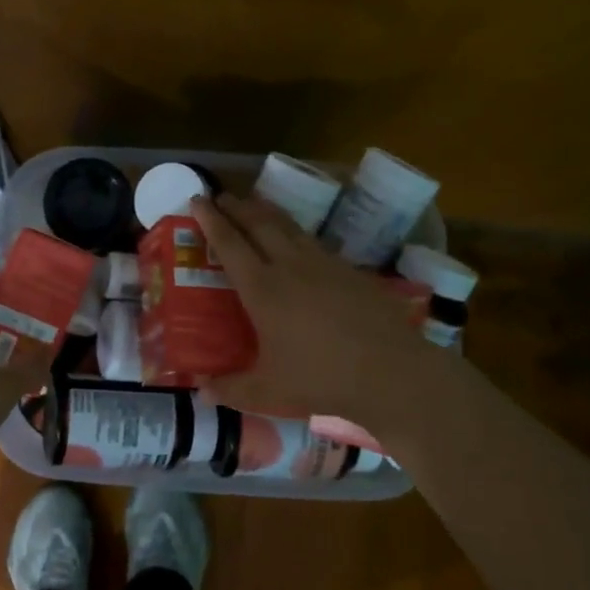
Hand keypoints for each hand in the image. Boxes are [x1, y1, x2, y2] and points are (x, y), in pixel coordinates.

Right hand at [192, 193, 433, 422]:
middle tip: (221, 196)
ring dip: (266, 212)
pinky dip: (296, 233)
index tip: (197, 200)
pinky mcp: (351, 271)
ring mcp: (325, 264)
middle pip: (259, 224)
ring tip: (254, 205)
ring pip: (289, 226)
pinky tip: (297, 242)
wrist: (391, 373)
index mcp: (263, 289)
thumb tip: (203, 392)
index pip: (230, 244)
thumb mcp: (268, 392)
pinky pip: (314, 242)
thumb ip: (232, 390)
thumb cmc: (321, 380)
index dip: (211, 220)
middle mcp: (291, 266)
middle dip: (237, 206)